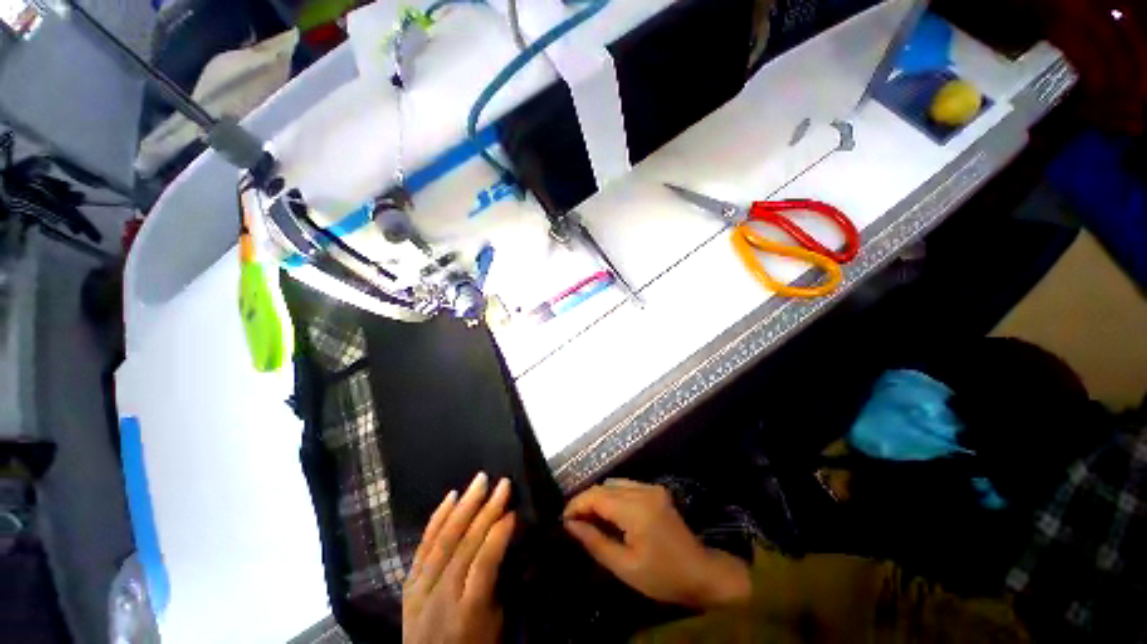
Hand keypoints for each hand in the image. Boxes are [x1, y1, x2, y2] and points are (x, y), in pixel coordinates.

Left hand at [403, 472, 515, 643]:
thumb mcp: (495, 623)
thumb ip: (500, 581)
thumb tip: (508, 539)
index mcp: (468, 611)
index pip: (484, 563)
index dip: (499, 535)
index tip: (513, 511)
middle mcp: (442, 596)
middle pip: (465, 545)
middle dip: (487, 510)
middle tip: (503, 483)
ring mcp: (421, 588)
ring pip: (444, 539)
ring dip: (465, 506)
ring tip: (480, 480)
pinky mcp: (408, 582)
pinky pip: (423, 544)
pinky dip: (437, 518)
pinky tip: (450, 497)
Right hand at [563, 479, 750, 610]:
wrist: (701, 572)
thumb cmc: (663, 576)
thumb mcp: (625, 567)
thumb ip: (596, 542)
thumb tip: (570, 525)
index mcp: (636, 510)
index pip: (597, 496)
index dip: (576, 504)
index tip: (563, 519)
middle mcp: (643, 490)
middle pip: (604, 486)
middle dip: (586, 501)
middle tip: (574, 522)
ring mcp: (651, 488)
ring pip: (614, 483)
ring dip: (599, 497)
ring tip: (589, 518)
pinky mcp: (656, 490)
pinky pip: (627, 485)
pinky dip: (613, 495)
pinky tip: (609, 512)